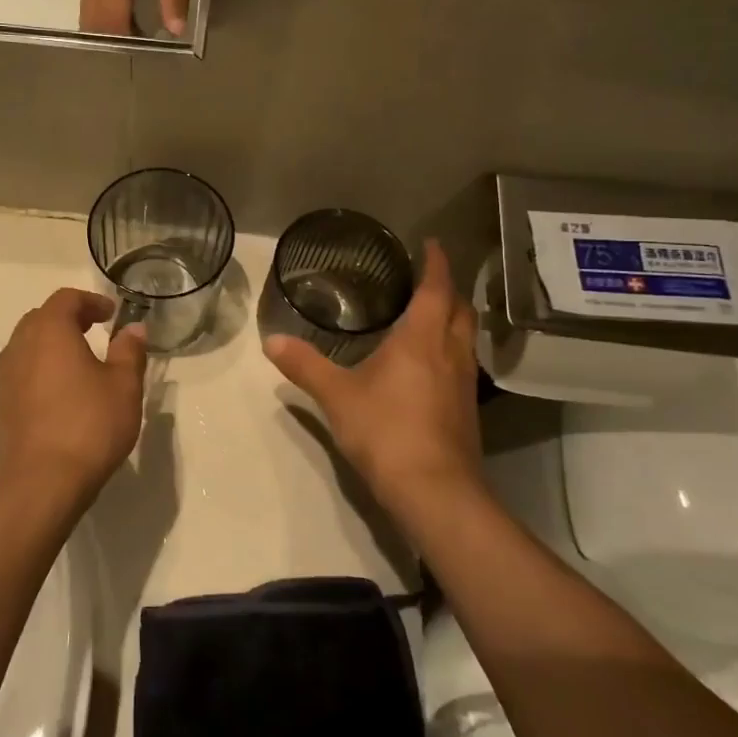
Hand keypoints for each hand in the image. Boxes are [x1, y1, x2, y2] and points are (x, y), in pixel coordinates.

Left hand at [0, 288, 147, 516]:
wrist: (36, 485)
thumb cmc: (87, 427)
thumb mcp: (123, 387)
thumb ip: (129, 352)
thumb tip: (134, 329)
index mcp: (49, 331)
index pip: (66, 299)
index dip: (91, 301)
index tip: (111, 313)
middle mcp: (19, 346)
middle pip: (42, 318)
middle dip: (69, 319)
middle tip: (95, 331)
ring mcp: (3, 377)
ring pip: (27, 346)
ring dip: (52, 346)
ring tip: (79, 363)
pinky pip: (20, 373)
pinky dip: (40, 371)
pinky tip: (60, 395)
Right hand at [79, 0, 200, 36]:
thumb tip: (175, 29)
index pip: (111, 22)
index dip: (125, 42)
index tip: (145, 55)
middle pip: (92, 18)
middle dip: (112, 38)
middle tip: (141, 48)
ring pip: (89, 5)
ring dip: (108, 23)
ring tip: (138, 32)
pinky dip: (106, 6)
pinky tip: (131, 6)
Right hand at [263, 240, 484, 518]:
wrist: (434, 491)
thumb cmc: (386, 430)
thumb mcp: (336, 395)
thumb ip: (304, 366)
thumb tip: (271, 341)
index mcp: (422, 339)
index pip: (436, 290)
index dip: (436, 264)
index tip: (431, 244)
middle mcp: (450, 354)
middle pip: (461, 312)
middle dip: (449, 291)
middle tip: (429, 281)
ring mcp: (464, 385)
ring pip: (466, 340)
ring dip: (453, 322)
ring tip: (430, 318)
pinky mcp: (466, 412)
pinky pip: (462, 366)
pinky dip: (450, 352)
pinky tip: (428, 367)